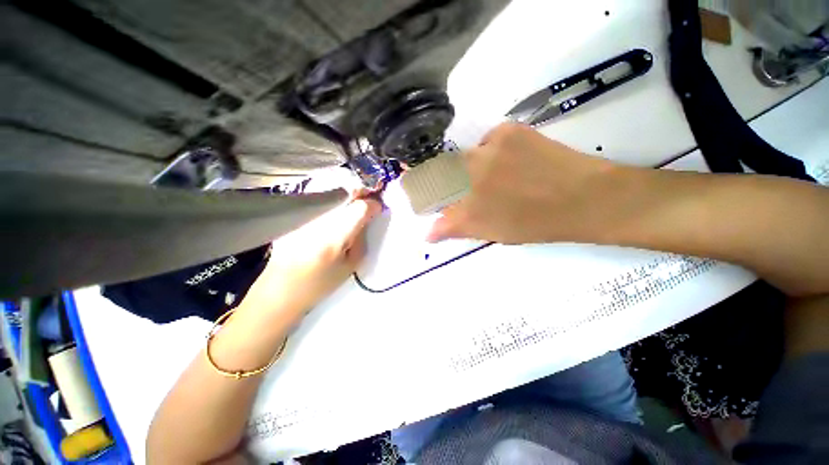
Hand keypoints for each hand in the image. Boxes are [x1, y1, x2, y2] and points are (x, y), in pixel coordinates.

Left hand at [237, 192, 381, 329]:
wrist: (280, 289)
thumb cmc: (317, 286)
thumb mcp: (348, 268)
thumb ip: (360, 240)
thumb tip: (367, 218)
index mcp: (333, 237)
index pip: (359, 207)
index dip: (372, 205)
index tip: (377, 209)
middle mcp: (317, 220)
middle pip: (343, 192)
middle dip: (358, 194)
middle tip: (365, 201)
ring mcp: (302, 215)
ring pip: (329, 191)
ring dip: (343, 194)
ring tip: (348, 204)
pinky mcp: (291, 214)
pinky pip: (315, 198)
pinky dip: (327, 199)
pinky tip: (330, 210)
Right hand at [427, 122, 634, 243]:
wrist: (583, 197)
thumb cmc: (544, 225)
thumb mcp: (499, 234)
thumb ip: (461, 228)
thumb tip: (430, 230)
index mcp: (467, 210)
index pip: (426, 198)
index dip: (416, 193)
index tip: (413, 192)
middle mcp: (469, 177)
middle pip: (435, 171)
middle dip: (433, 177)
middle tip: (449, 182)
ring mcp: (487, 150)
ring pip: (463, 154)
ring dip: (468, 165)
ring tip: (498, 175)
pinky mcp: (506, 130)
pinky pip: (488, 140)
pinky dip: (494, 150)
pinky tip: (514, 160)